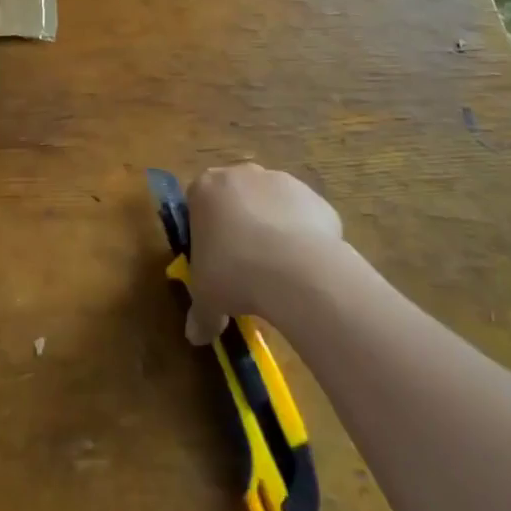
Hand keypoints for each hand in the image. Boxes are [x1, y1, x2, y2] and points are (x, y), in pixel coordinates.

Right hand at [184, 163, 344, 345]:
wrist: (294, 268)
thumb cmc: (233, 273)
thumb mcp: (206, 299)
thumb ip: (200, 314)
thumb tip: (196, 335)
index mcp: (205, 189)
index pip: (198, 203)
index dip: (205, 232)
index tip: (213, 260)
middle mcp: (241, 174)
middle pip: (236, 197)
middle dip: (240, 225)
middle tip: (244, 265)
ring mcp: (280, 180)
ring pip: (271, 204)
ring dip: (272, 229)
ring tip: (279, 272)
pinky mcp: (313, 197)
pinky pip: (303, 217)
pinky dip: (303, 237)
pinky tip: (305, 269)